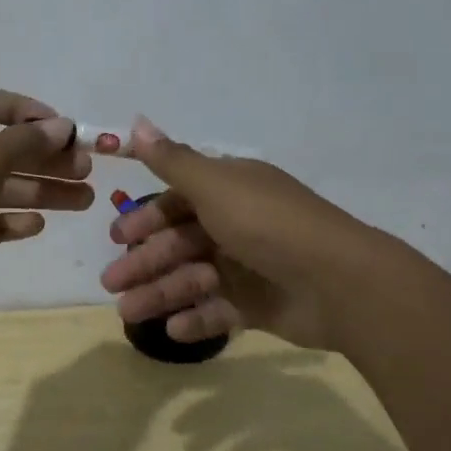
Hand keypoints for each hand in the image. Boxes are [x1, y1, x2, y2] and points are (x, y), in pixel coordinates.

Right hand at [99, 117, 373, 349]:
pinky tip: (172, 329)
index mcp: (230, 191)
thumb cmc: (267, 225)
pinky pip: (219, 311)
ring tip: (129, 313)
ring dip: (160, 293)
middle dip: (144, 262)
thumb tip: (136, 121)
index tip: (117, 237)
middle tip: (111, 283)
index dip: (146, 218)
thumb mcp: (214, 186)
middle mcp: (237, 224)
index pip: (178, 201)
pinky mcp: (261, 305)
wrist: (340, 282)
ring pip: (193, 278)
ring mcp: (249, 266)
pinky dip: (195, 318)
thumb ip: (172, 160)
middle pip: (180, 242)